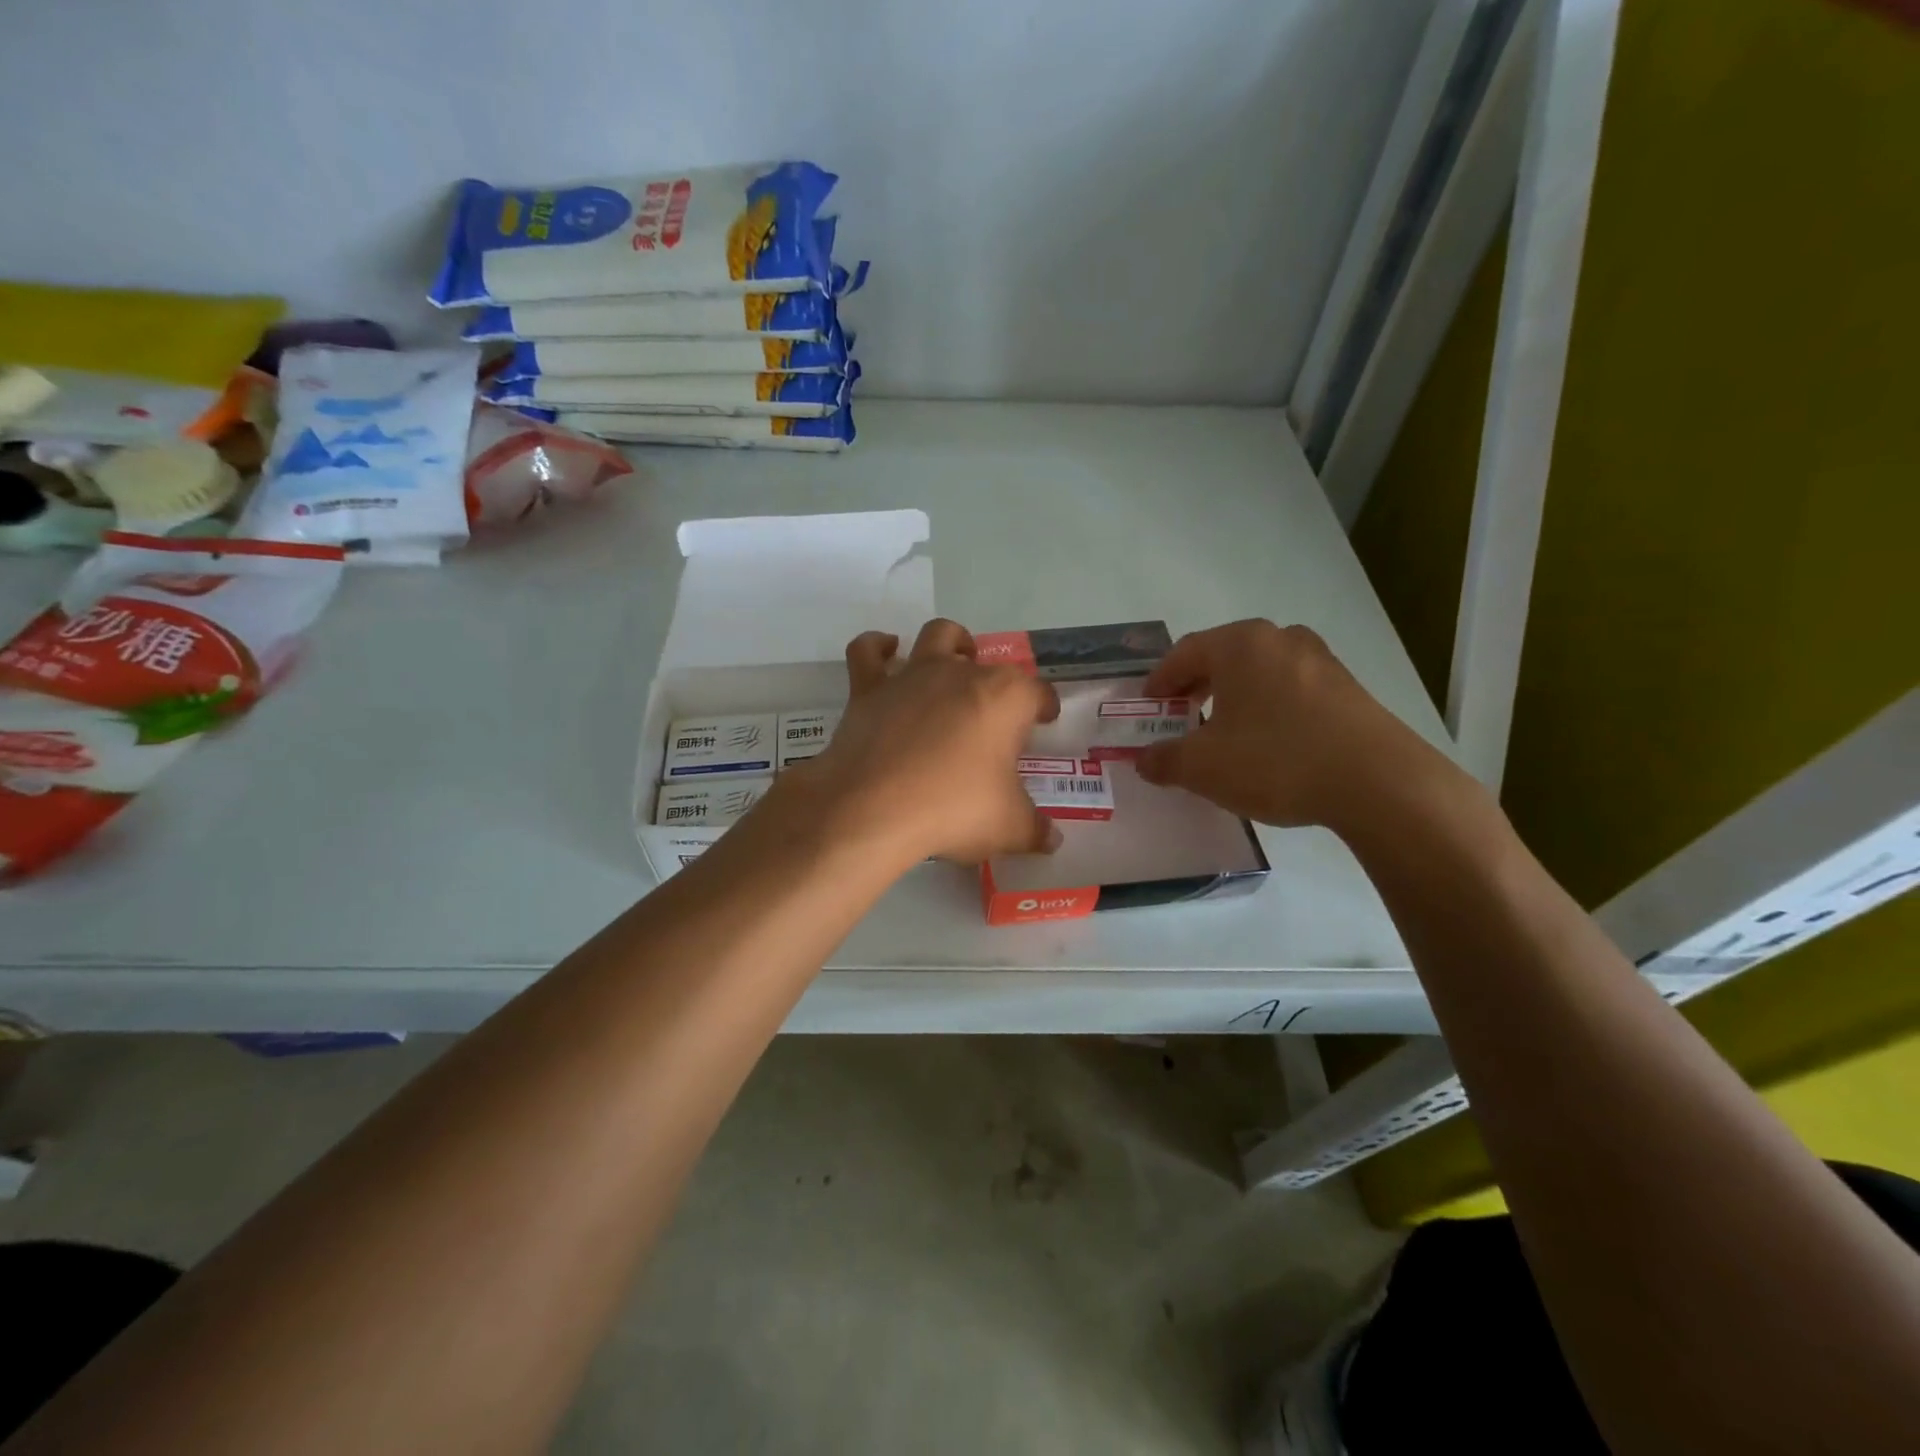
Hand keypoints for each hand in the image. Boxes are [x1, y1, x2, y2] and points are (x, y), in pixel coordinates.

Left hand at [786, 619, 1063, 866]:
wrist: (873, 809)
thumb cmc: (953, 809)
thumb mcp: (1008, 827)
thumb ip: (1035, 830)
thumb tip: (1053, 840)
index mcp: (1005, 697)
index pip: (1037, 692)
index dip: (1044, 706)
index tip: (1044, 721)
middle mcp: (961, 673)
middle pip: (989, 664)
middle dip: (998, 682)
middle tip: (995, 713)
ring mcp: (912, 676)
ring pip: (937, 636)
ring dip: (951, 643)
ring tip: (955, 661)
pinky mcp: (869, 689)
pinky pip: (868, 651)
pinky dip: (877, 647)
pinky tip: (887, 652)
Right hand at [1136, 619, 1455, 830]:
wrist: (1378, 782)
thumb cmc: (1275, 760)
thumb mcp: (1203, 767)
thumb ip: (1165, 760)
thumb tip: (1145, 760)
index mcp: (1239, 644)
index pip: (1184, 653)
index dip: (1160, 680)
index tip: (1149, 704)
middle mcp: (1279, 639)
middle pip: (1222, 656)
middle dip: (1196, 686)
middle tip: (1180, 714)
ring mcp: (1319, 660)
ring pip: (1259, 672)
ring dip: (1233, 696)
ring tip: (1223, 731)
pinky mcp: (1347, 687)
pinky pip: (1290, 689)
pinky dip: (1267, 707)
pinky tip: (1267, 742)